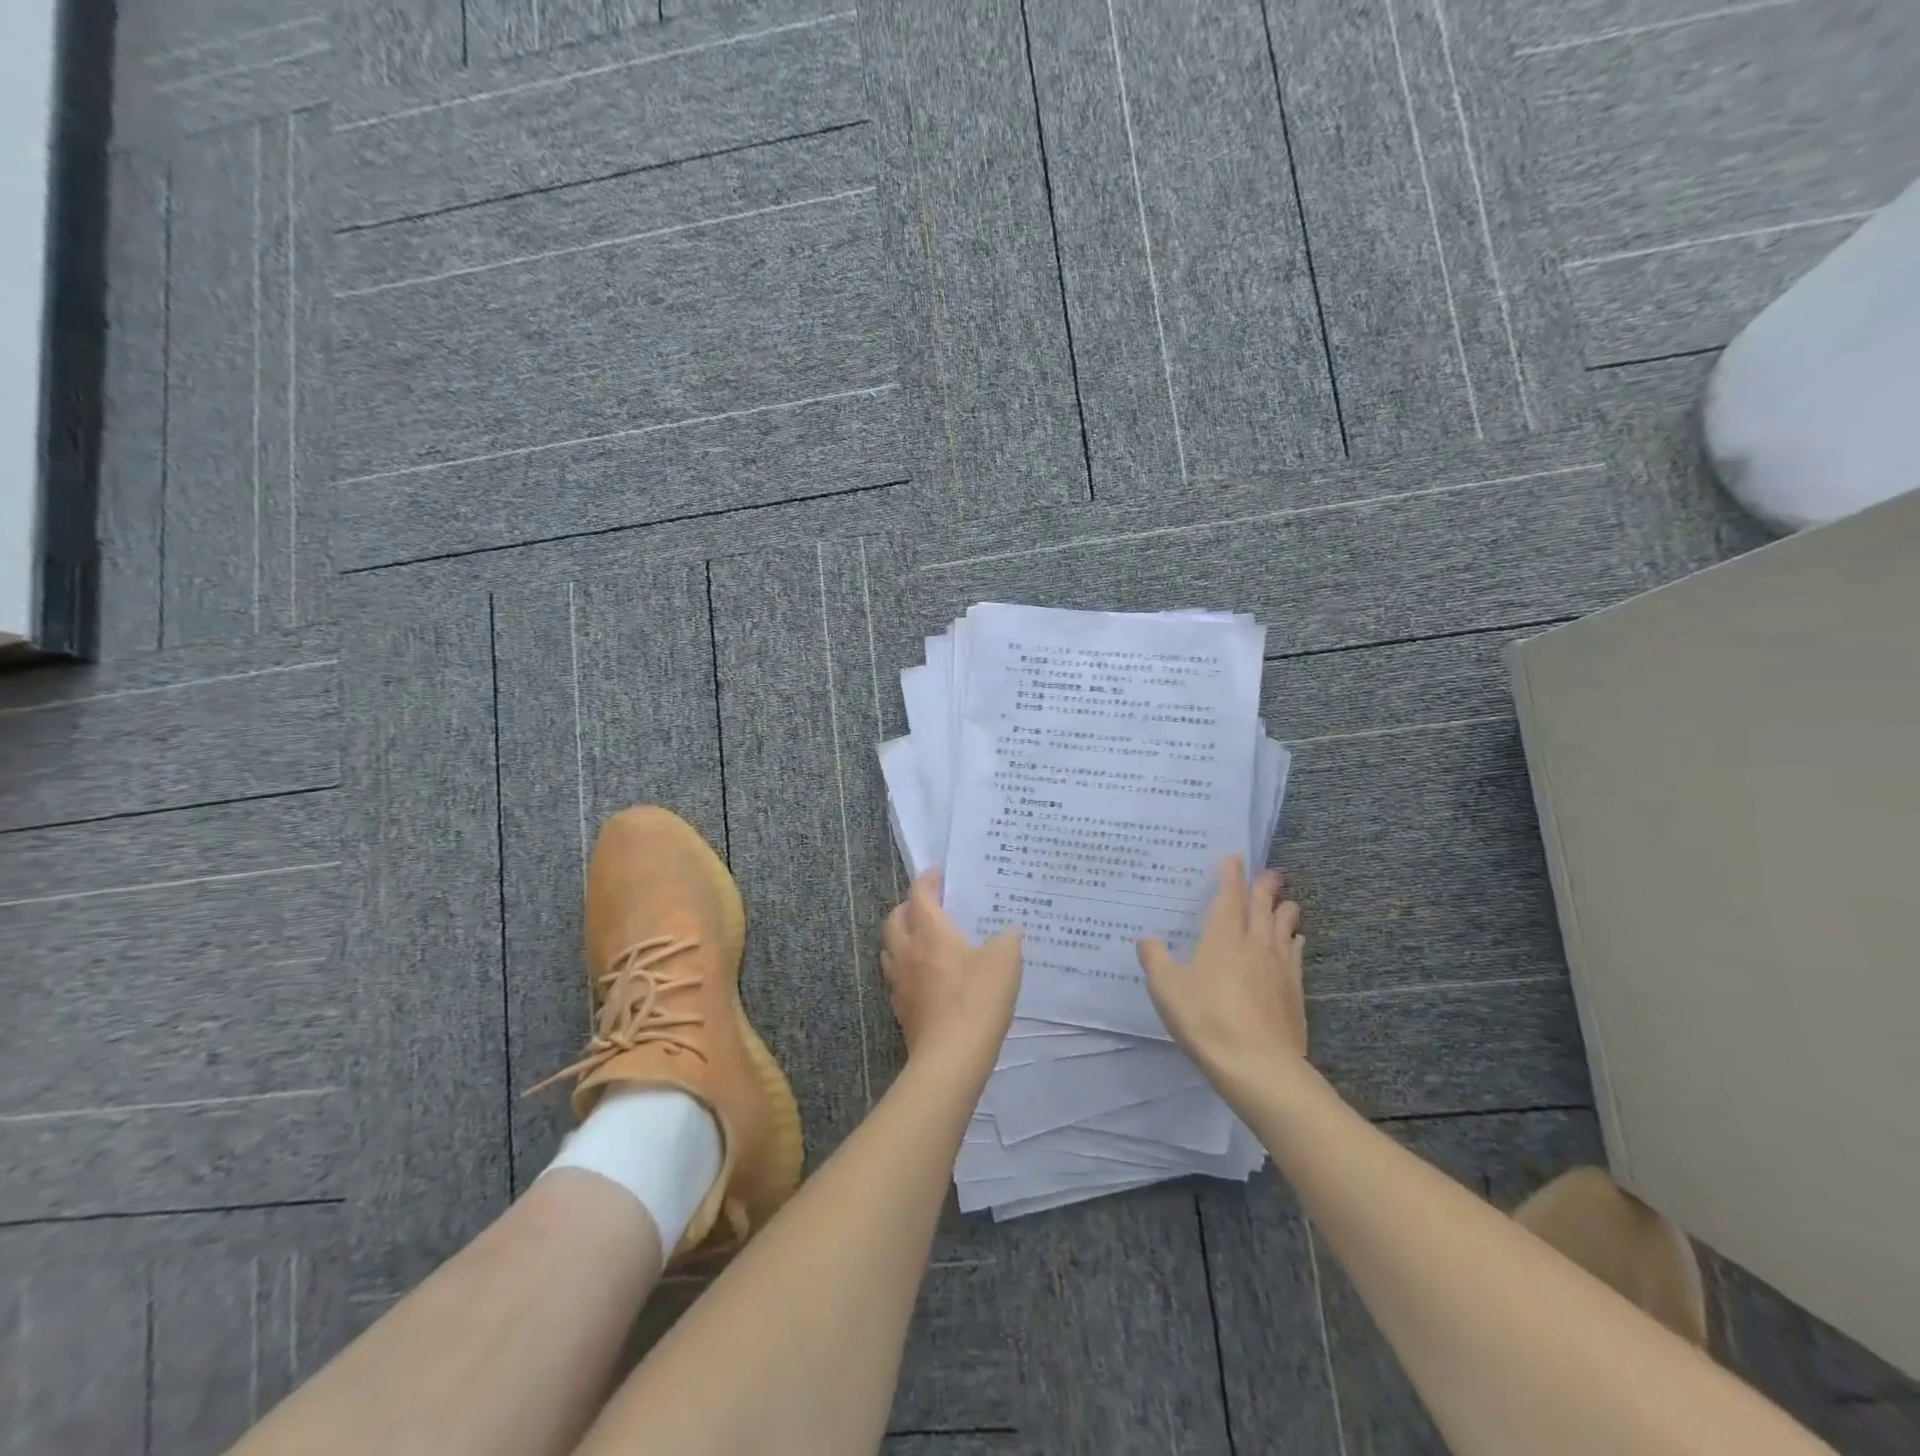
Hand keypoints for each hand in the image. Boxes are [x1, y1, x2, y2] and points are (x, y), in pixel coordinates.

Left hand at [880, 872, 1022, 1072]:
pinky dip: (906, 968)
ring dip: (902, 937)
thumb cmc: (977, 999)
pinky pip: (896, 977)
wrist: (951, 1058)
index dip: (927, 881)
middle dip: (908, 907)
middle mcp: (908, 951)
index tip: (938, 875)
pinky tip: (924, 977)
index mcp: (930, 931)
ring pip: (890, 948)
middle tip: (928, 907)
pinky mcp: (901, 1009)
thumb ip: (1006, 940)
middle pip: (895, 919)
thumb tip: (1006, 933)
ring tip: (922, 939)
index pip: (920, 895)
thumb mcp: (1005, 961)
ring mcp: (900, 982)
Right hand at [1138, 857, 1306, 1081]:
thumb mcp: (1166, 989)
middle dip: (1264, 887)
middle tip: (1271, 873)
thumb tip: (1147, 939)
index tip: (1235, 858)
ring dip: (1284, 910)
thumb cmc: (1206, 1019)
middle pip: (1263, 907)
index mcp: (1223, 936)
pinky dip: (1294, 940)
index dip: (1231, 876)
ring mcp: (1280, 966)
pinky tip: (1295, 941)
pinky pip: (1295, 954)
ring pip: (1284, 927)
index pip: (1229, 896)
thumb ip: (1155, 960)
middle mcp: (1255, 943)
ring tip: (1286, 902)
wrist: (1259, 1066)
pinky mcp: (1295, 991)